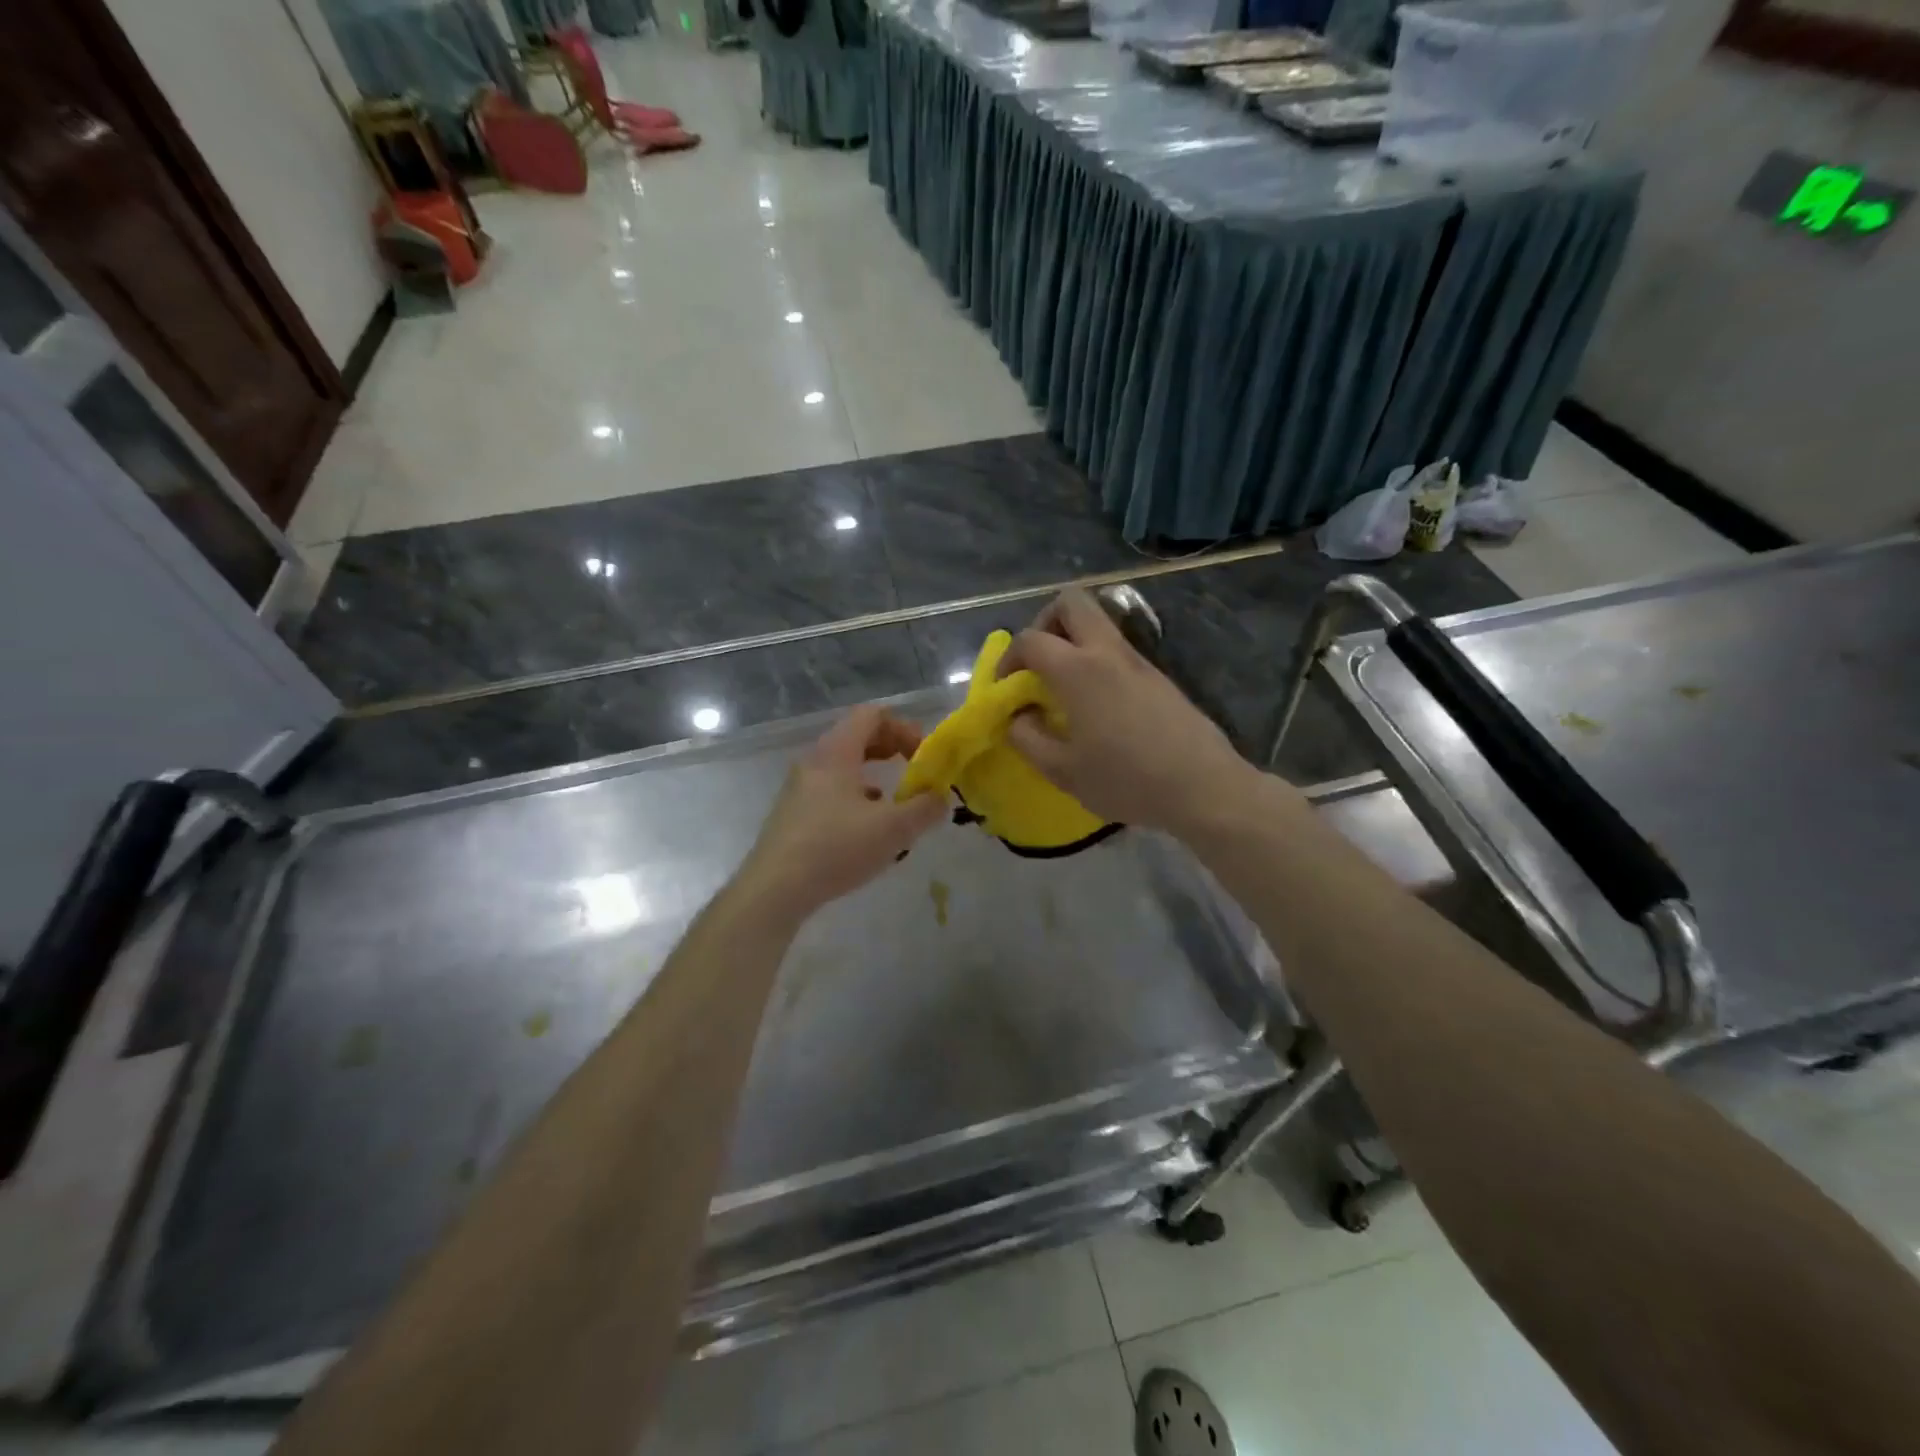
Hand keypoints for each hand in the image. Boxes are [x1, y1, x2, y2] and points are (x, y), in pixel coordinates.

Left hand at [735, 705, 947, 923]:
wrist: (775, 889)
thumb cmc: (836, 848)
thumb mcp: (893, 829)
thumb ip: (924, 809)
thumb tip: (941, 798)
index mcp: (836, 752)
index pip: (871, 715)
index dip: (903, 727)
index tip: (924, 752)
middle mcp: (814, 762)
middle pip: (856, 737)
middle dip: (890, 747)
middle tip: (915, 767)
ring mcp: (799, 788)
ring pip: (843, 766)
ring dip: (873, 773)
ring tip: (895, 798)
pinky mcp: (793, 814)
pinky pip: (831, 790)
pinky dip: (855, 795)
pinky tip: (868, 825)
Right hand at [999, 590, 1261, 835]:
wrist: (1202, 786)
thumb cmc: (1126, 779)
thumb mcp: (1063, 771)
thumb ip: (1028, 739)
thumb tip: (1017, 717)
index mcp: (1078, 670)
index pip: (1031, 639)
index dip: (1008, 658)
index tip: (1006, 687)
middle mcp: (1108, 652)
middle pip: (1072, 602)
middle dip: (1045, 622)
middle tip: (1037, 662)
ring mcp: (1138, 660)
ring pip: (1099, 622)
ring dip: (1073, 640)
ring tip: (1064, 686)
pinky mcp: (1159, 676)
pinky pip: (1118, 649)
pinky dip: (1097, 659)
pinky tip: (1097, 704)